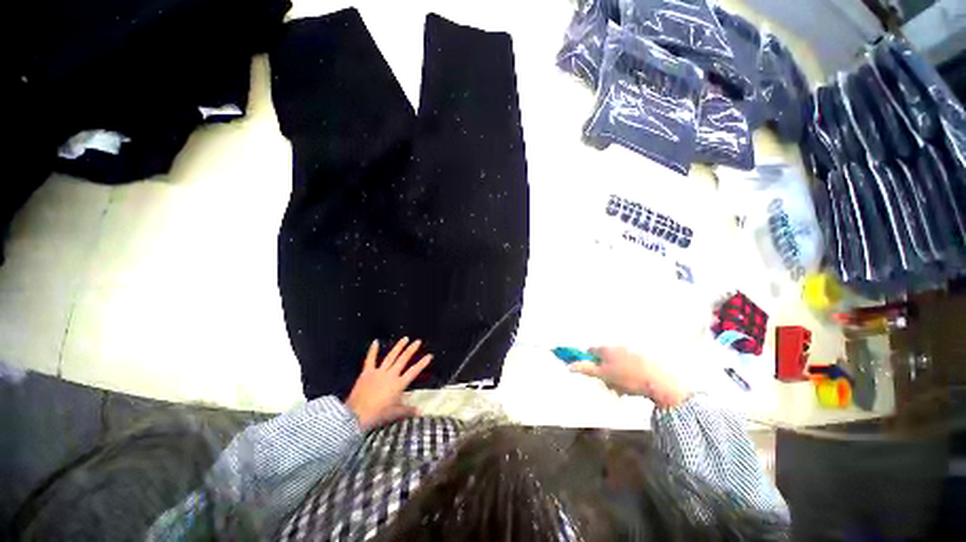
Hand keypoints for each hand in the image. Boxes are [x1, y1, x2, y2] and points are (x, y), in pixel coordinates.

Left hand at [345, 337, 431, 429]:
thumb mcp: (395, 414)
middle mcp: (391, 375)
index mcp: (399, 384)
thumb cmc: (378, 415)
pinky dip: (373, 350)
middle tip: (418, 341)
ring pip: (391, 356)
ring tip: (405, 338)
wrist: (356, 415)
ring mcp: (379, 372)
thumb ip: (408, 410)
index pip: (414, 371)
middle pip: (403, 359)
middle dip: (411, 349)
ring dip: (398, 347)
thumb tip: (421, 411)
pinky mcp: (367, 372)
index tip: (429, 355)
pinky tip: (375, 341)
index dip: (422, 363)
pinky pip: (370, 359)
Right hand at [569, 346, 688, 407]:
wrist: (660, 382)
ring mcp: (631, 351)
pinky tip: (633, 387)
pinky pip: (629, 365)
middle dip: (603, 372)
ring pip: (616, 363)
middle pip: (603, 358)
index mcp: (606, 348)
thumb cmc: (627, 378)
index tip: (591, 373)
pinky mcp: (644, 358)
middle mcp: (617, 346)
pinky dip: (628, 374)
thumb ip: (585, 369)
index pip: (589, 351)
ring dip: (615, 375)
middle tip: (608, 386)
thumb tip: (569, 366)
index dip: (587, 361)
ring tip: (622, 390)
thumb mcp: (603, 375)